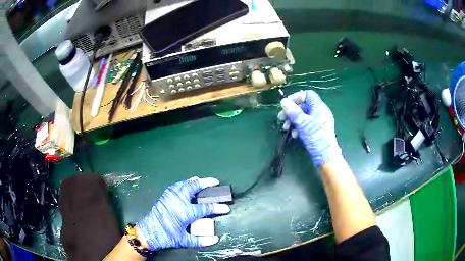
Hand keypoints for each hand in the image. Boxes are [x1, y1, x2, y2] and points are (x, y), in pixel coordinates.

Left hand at [136, 177, 229, 250]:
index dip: (218, 207)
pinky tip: (185, 184)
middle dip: (206, 183)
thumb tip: (215, 239)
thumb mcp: (184, 240)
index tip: (226, 207)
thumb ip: (201, 240)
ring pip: (184, 184)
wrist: (149, 232)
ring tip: (201, 180)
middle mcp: (179, 201)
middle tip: (215, 181)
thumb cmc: (167, 236)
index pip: (206, 208)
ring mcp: (170, 197)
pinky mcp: (164, 196)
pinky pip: (176, 186)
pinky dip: (183, 183)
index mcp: (186, 212)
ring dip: (194, 181)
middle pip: (194, 187)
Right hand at [278, 90, 341, 166]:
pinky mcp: (316, 130)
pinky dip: (298, 127)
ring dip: (293, 120)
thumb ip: (293, 111)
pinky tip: (294, 134)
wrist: (325, 155)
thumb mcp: (302, 123)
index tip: (285, 105)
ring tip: (285, 128)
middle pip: (303, 105)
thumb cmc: (315, 137)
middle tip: (280, 118)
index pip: (307, 94)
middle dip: (291, 111)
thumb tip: (283, 101)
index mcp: (319, 107)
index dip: (296, 97)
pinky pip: (306, 123)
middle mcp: (320, 112)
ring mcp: (319, 121)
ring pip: (303, 115)